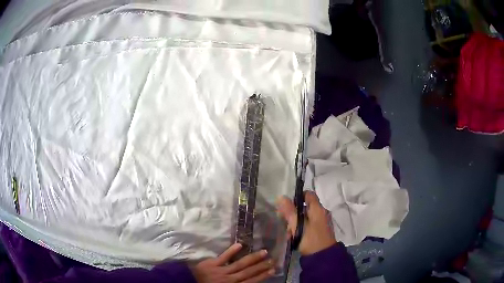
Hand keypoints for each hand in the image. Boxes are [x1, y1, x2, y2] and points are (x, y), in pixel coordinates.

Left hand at [190, 243, 274, 282]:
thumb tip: (248, 281)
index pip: (251, 281)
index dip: (262, 276)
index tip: (272, 270)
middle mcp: (230, 279)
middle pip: (248, 272)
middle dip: (261, 266)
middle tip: (272, 260)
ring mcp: (221, 271)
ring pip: (240, 264)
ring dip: (252, 258)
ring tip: (264, 252)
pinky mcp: (212, 264)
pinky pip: (224, 257)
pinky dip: (231, 251)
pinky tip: (240, 244)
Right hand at [277, 191, 336, 255]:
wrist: (323, 256)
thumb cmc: (310, 239)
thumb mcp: (297, 225)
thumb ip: (290, 211)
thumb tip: (281, 197)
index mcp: (318, 209)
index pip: (309, 194)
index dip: (297, 197)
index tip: (287, 205)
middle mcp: (322, 213)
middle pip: (305, 207)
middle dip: (293, 214)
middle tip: (284, 222)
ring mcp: (322, 223)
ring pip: (305, 218)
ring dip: (295, 223)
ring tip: (288, 233)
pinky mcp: (320, 231)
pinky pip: (309, 225)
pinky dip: (301, 229)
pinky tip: (294, 237)